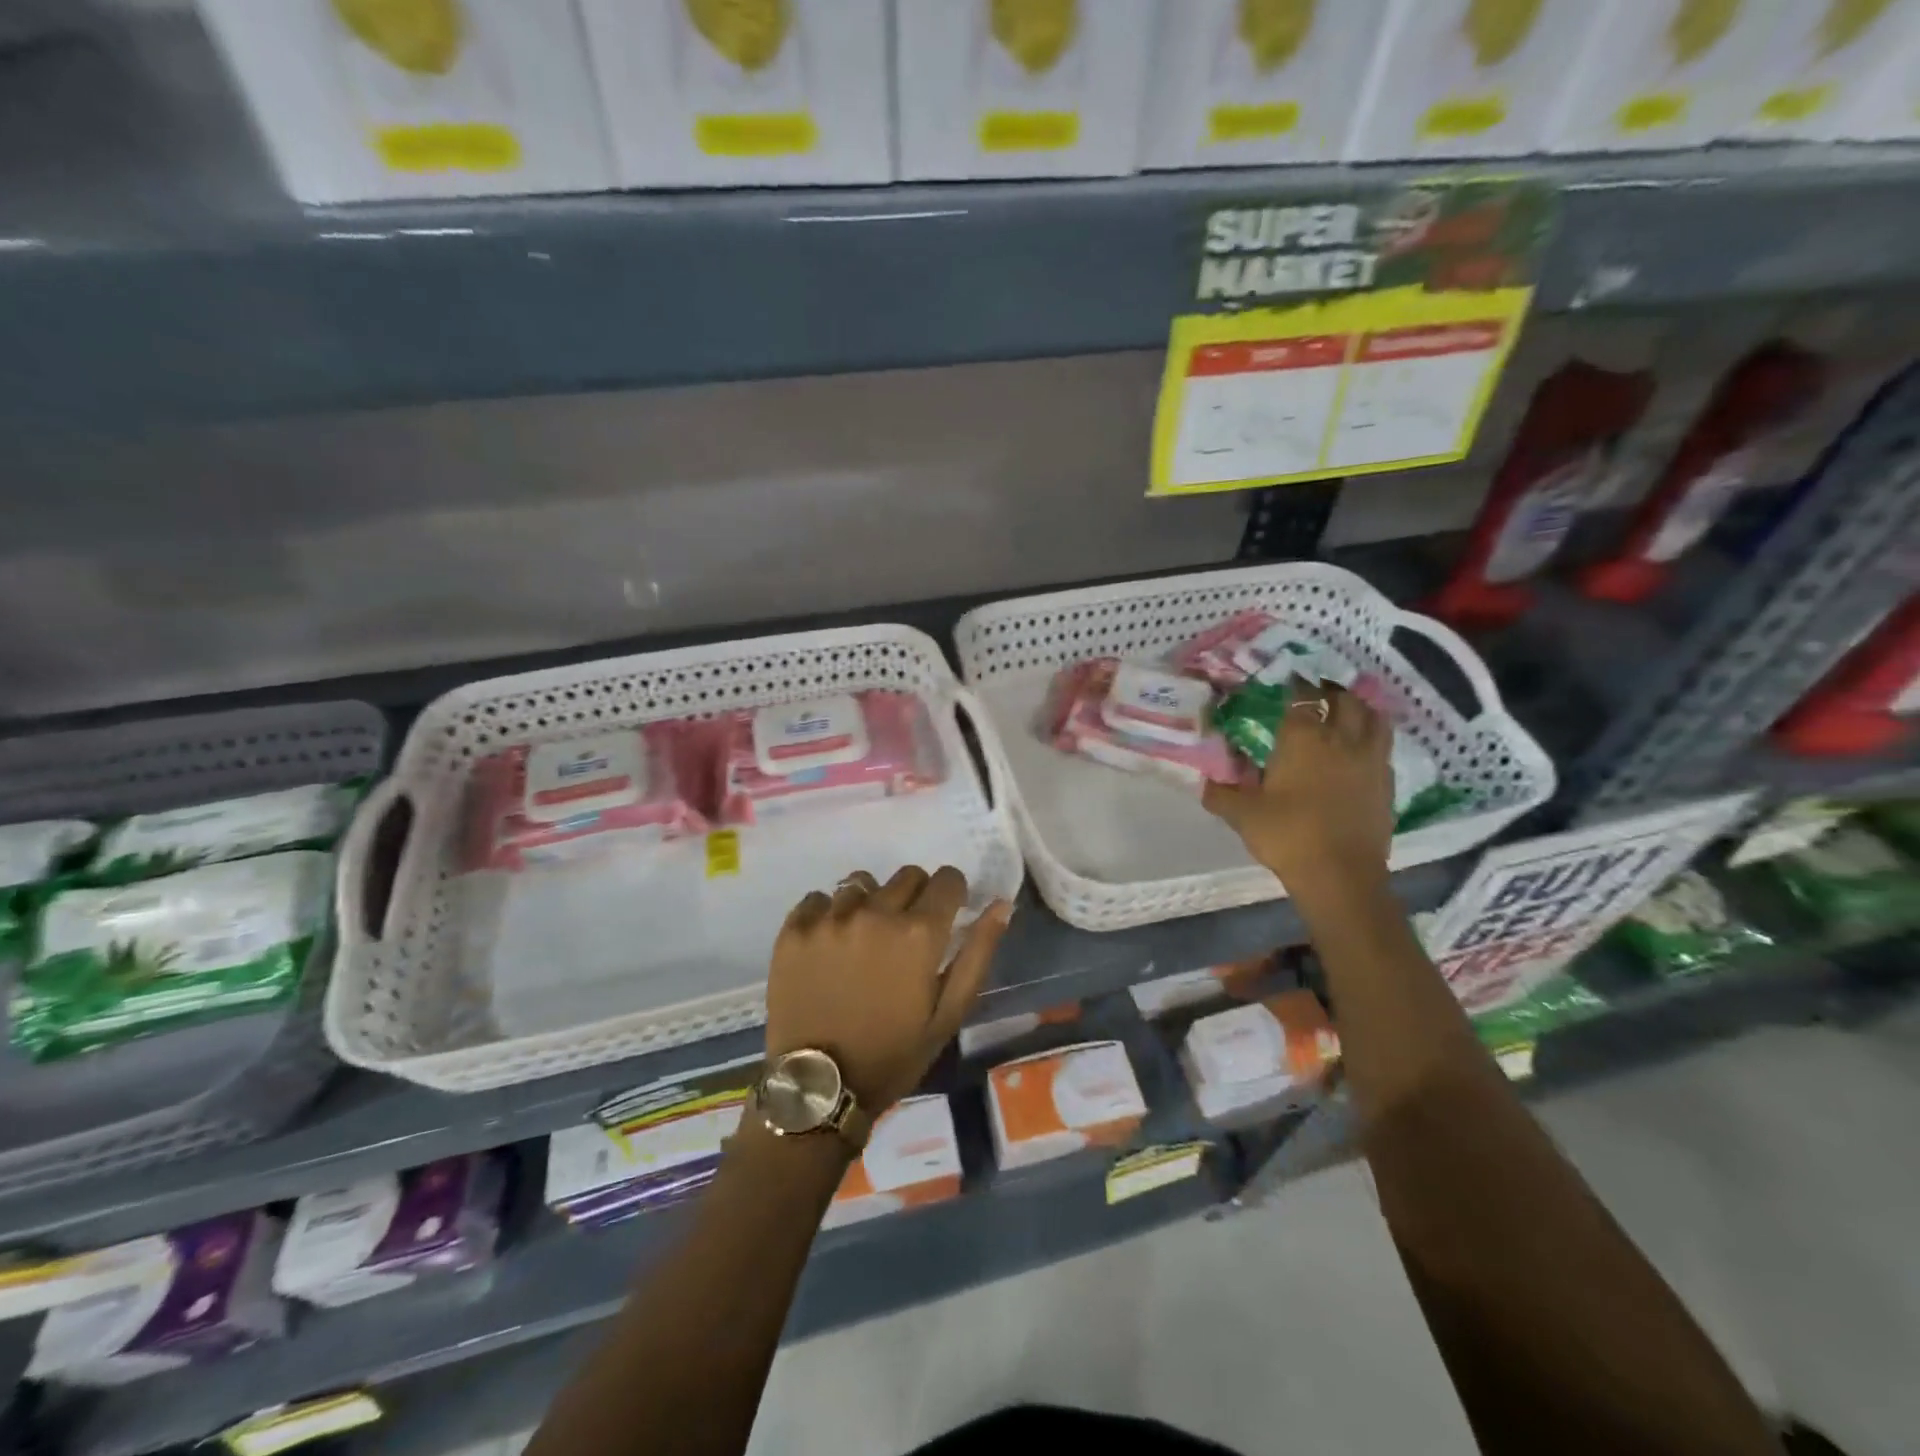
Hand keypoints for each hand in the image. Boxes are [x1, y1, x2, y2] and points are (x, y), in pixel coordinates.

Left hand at [766, 866, 1012, 1113]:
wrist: (819, 1088)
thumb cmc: (893, 1054)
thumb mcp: (948, 1014)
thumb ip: (977, 953)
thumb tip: (1001, 904)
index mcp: (918, 933)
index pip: (947, 879)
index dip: (952, 893)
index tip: (947, 914)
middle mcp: (875, 913)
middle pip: (907, 876)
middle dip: (916, 896)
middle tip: (906, 934)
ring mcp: (830, 919)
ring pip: (861, 884)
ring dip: (870, 903)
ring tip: (864, 939)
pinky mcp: (794, 930)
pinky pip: (818, 898)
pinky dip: (828, 913)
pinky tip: (829, 944)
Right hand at [1202, 680, 1394, 911]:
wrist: (1340, 875)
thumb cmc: (1287, 835)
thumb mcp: (1242, 814)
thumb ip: (1220, 793)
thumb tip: (1205, 782)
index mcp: (1303, 738)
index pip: (1301, 696)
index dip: (1294, 684)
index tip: (1284, 680)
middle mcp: (1341, 739)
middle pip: (1344, 699)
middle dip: (1329, 691)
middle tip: (1315, 692)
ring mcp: (1370, 760)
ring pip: (1374, 718)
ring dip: (1360, 708)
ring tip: (1345, 711)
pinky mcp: (1386, 784)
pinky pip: (1383, 748)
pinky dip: (1372, 739)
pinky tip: (1359, 751)